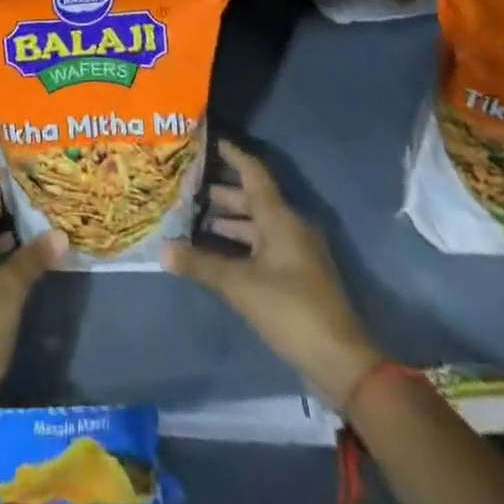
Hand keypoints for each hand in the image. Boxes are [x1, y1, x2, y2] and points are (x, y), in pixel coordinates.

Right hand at [162, 140, 381, 408]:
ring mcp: (294, 253)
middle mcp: (289, 227)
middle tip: (185, 185)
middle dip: (219, 191)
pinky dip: (237, 245)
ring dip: (227, 221)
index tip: (206, 140)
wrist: (341, 364)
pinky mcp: (295, 278)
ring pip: (255, 225)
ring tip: (191, 218)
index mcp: (281, 217)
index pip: (252, 171)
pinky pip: (260, 248)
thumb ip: (201, 264)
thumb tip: (162, 249)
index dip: (230, 153)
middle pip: (251, 198)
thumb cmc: (292, 310)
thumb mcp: (241, 286)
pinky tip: (213, 254)